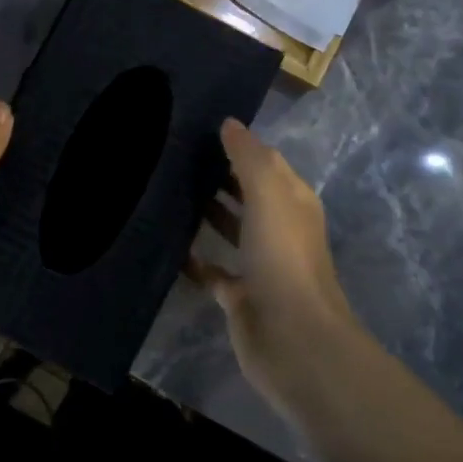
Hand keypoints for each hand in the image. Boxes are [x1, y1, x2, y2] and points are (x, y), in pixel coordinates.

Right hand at [188, 119, 362, 412]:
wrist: (292, 337)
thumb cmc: (283, 258)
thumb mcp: (269, 195)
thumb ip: (249, 158)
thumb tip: (229, 123)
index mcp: (293, 203)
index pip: (267, 164)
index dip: (240, 146)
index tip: (201, 129)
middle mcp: (279, 230)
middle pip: (248, 195)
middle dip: (221, 177)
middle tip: (176, 157)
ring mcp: (260, 265)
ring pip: (232, 231)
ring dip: (209, 213)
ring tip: (169, 192)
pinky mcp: (239, 296)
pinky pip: (213, 270)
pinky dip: (195, 259)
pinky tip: (169, 245)